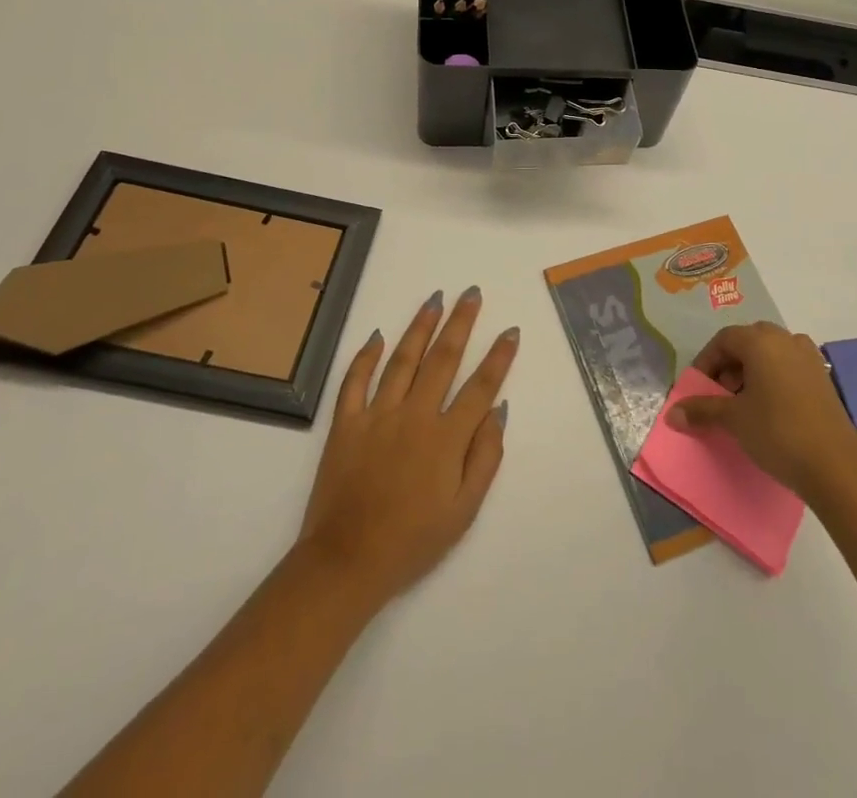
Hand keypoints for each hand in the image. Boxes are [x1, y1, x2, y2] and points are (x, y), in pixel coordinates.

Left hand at [297, 288, 518, 607]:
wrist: (346, 562)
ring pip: (402, 360)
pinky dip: (365, 357)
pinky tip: (377, 336)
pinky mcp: (345, 424)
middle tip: (471, 293)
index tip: (510, 331)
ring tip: (434, 299)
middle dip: (461, 323)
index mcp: (446, 438)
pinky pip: (355, 381)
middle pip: (442, 359)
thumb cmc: (412, 541)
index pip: (480, 386)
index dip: (498, 357)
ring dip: (420, 327)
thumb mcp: (464, 511)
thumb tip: (498, 410)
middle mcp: (414, 416)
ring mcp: (377, 415)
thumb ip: (485, 458)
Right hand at [670, 321, 856, 495]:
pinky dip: (774, 379)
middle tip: (721, 393)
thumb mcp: (734, 420)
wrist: (836, 466)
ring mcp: (809, 357)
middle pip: (748, 342)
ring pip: (771, 354)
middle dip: (729, 365)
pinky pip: (789, 367)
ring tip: (744, 404)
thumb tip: (672, 414)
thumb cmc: (777, 432)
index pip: (724, 339)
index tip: (699, 388)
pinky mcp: (823, 379)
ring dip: (752, 372)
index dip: (706, 361)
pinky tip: (771, 410)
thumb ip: (702, 410)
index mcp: (761, 341)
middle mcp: (786, 340)